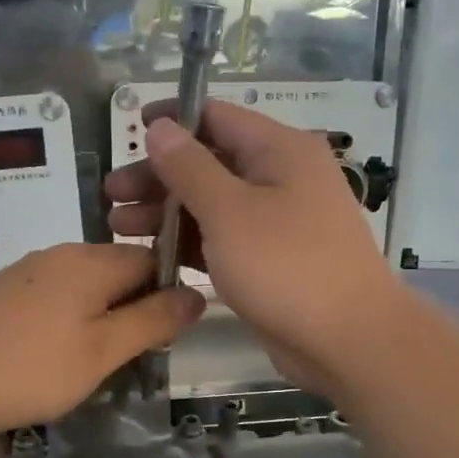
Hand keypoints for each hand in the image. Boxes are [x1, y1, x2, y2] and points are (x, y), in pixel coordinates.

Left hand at [0, 243, 204, 440]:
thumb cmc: (30, 369)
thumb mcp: (103, 351)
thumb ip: (152, 321)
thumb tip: (198, 293)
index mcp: (92, 260)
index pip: (151, 258)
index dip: (168, 293)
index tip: (166, 335)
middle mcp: (60, 254)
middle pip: (117, 270)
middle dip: (133, 307)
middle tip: (130, 357)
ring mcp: (26, 271)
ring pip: (84, 285)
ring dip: (100, 316)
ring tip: (93, 362)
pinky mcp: (1, 291)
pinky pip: (53, 296)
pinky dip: (67, 320)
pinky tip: (52, 355)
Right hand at [105, 101, 402, 392]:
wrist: (347, 340)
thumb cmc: (286, 266)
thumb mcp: (229, 211)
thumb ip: (189, 166)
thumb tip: (160, 126)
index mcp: (279, 150)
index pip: (216, 116)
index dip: (170, 121)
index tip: (128, 132)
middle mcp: (280, 177)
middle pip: (209, 162)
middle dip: (158, 177)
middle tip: (111, 195)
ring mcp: (278, 221)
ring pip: (212, 204)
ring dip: (166, 212)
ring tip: (118, 227)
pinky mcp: (271, 259)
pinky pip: (223, 238)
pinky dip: (190, 242)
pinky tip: (153, 254)